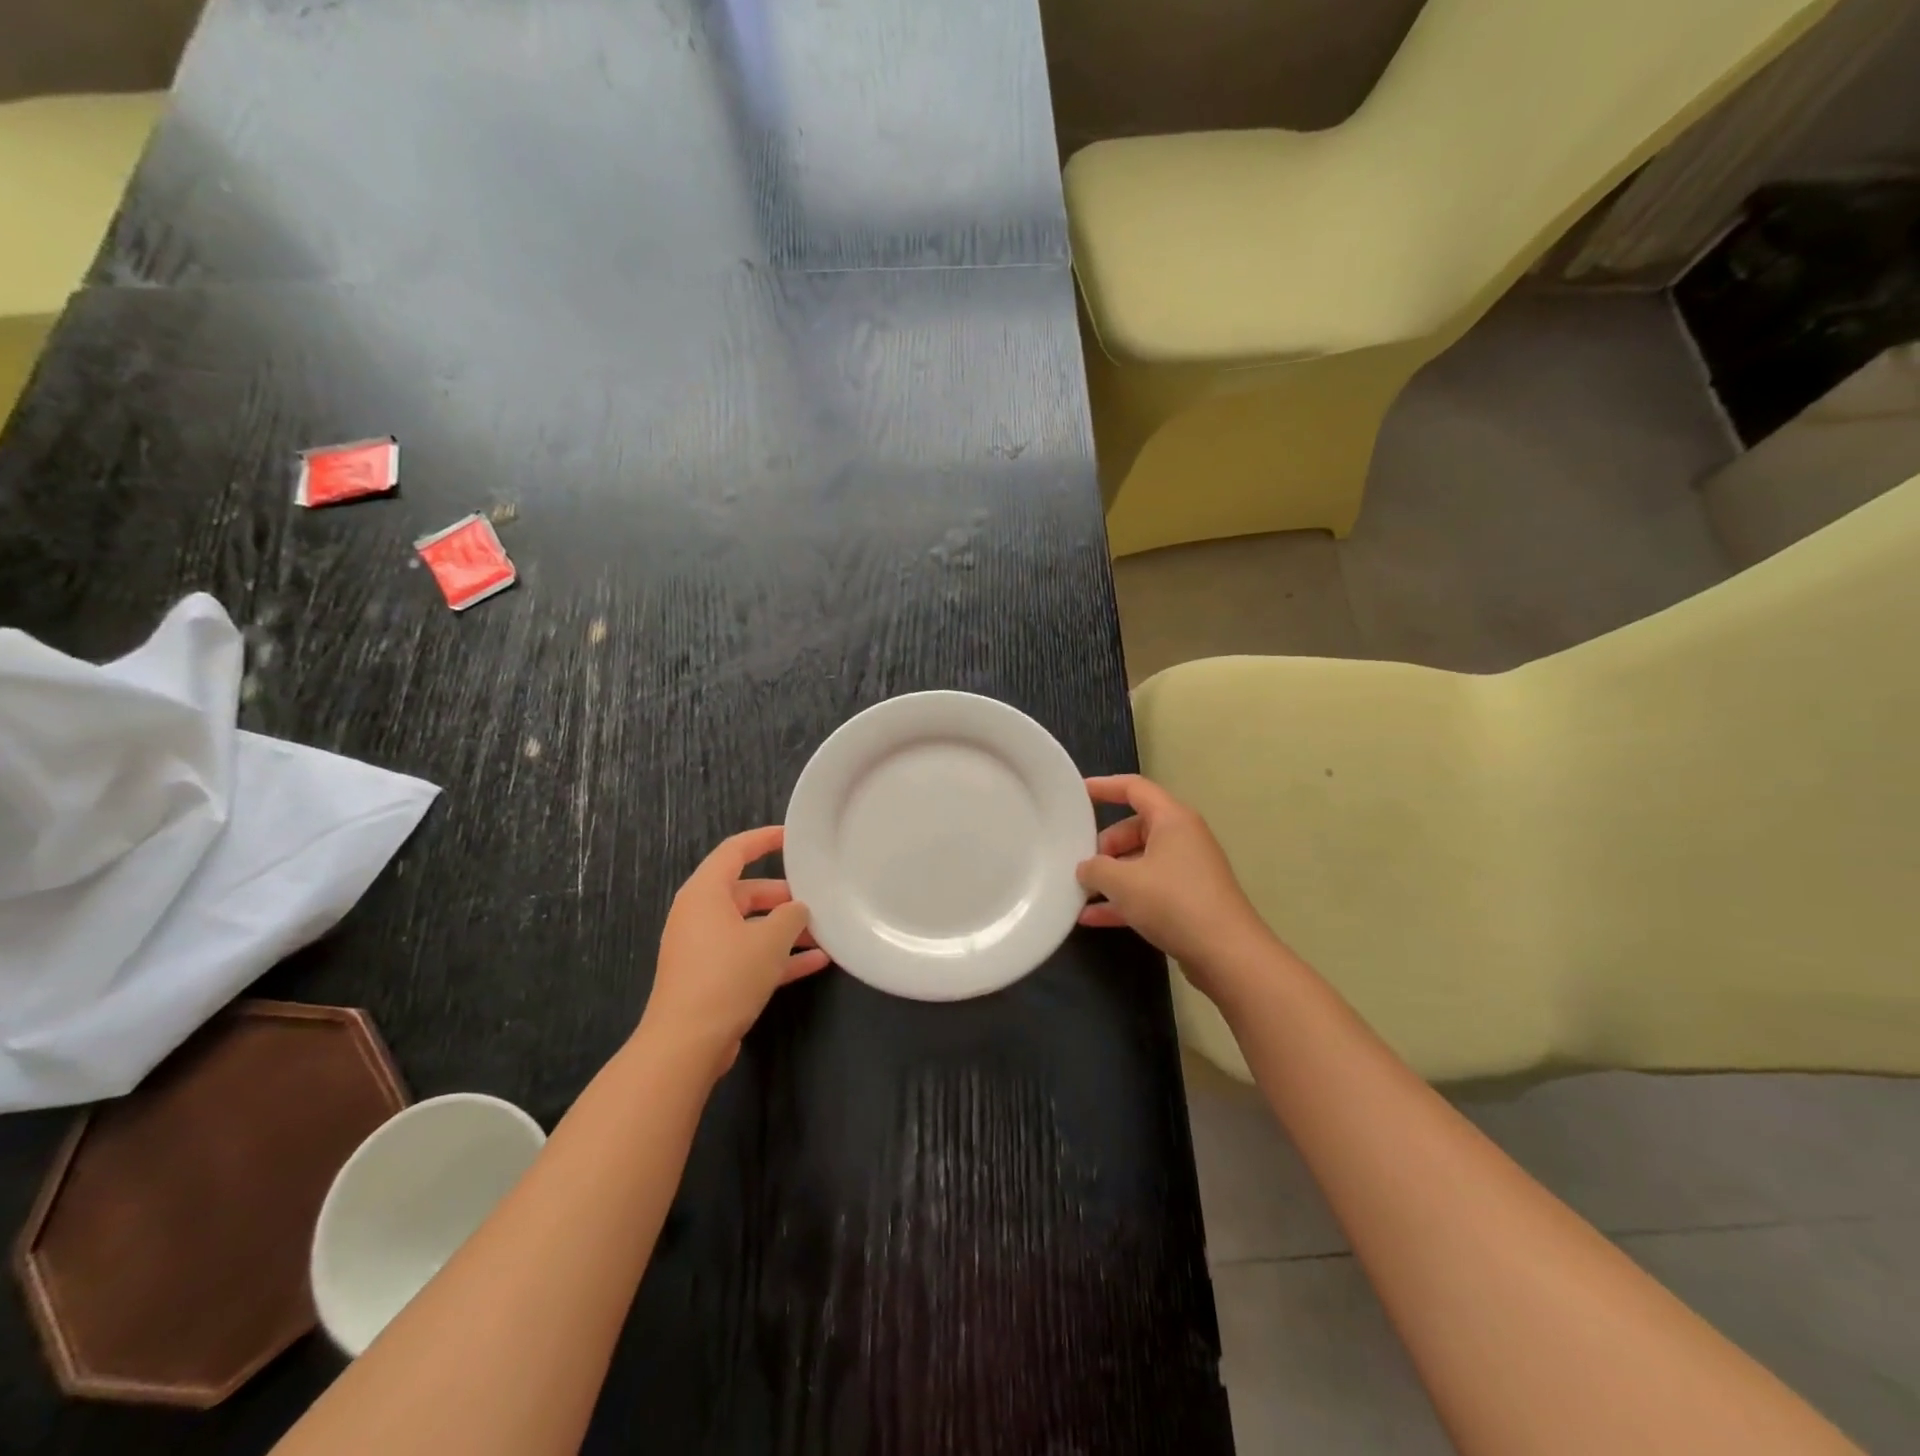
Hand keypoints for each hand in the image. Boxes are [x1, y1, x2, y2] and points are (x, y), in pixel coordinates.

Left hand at [639, 825, 829, 1079]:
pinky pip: (748, 955)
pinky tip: (815, 963)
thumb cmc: (727, 976)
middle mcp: (699, 915)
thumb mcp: (770, 939)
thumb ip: (791, 916)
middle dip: (783, 895)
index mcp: (705, 893)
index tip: (794, 837)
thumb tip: (797, 909)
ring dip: (785, 930)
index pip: (735, 851)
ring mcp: (703, 948)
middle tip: (817, 897)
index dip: (764, 839)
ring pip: (750, 926)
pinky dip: (776, 956)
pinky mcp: (710, 978)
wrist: (686, 1044)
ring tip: (823, 932)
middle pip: (746, 891)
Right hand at [1077, 775, 1276, 998]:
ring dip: (1111, 877)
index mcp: (1172, 820)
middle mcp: (1183, 839)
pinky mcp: (1189, 900)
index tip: (1077, 794)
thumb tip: (1086, 868)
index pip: (1135, 788)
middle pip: (1135, 829)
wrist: (1227, 954)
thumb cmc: (1173, 902)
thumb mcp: (1122, 882)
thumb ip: (1095, 869)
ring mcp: (1188, 871)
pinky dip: (1124, 900)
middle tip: (1080, 864)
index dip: (1104, 787)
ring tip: (1080, 892)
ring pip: (1140, 863)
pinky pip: (1148, 890)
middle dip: (1104, 846)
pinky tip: (1092, 918)